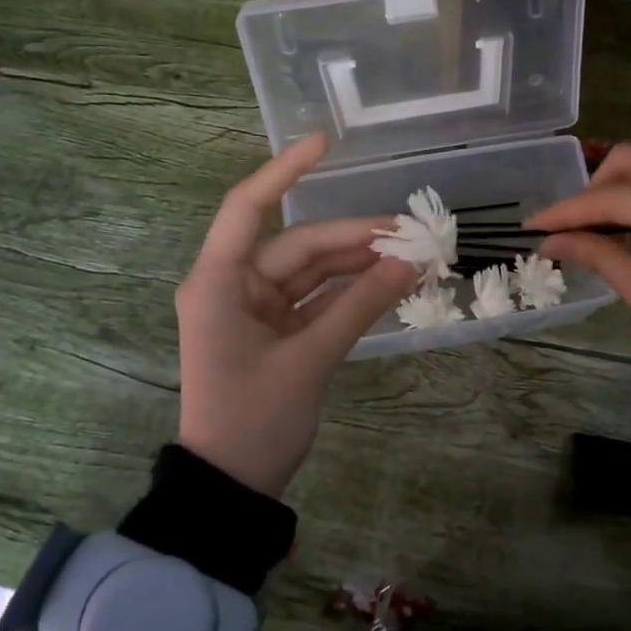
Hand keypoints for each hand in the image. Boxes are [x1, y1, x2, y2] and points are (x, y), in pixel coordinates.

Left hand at [175, 132, 418, 497]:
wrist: (232, 487)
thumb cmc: (254, 419)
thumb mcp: (310, 359)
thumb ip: (361, 305)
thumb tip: (412, 262)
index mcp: (218, 281)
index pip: (248, 207)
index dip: (285, 170)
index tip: (327, 144)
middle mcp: (232, 285)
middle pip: (298, 245)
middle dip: (354, 238)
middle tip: (411, 234)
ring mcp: (254, 308)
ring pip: (312, 271)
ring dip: (357, 264)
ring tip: (410, 257)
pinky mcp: (274, 331)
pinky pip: (316, 299)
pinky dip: (350, 292)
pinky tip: (390, 283)